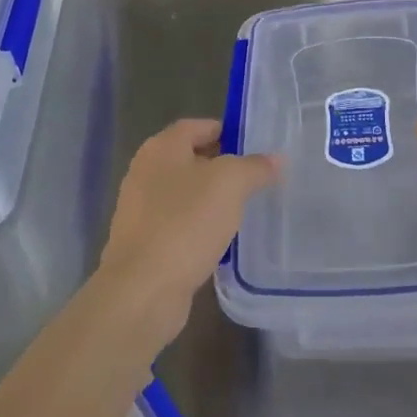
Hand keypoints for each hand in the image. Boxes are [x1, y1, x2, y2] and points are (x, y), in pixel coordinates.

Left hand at [97, 119, 277, 345]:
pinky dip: (199, 227)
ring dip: (212, 200)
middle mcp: (145, 171)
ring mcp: (140, 209)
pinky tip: (221, 241)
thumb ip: (255, 167)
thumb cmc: (186, 223)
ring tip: (244, 210)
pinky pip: (178, 224)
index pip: (198, 126)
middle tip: (256, 179)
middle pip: (191, 159)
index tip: (256, 147)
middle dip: (223, 167)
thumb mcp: (230, 184)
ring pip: (185, 194)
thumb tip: (276, 159)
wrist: (143, 290)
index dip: (227, 131)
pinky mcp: (144, 242)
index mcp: (161, 148)